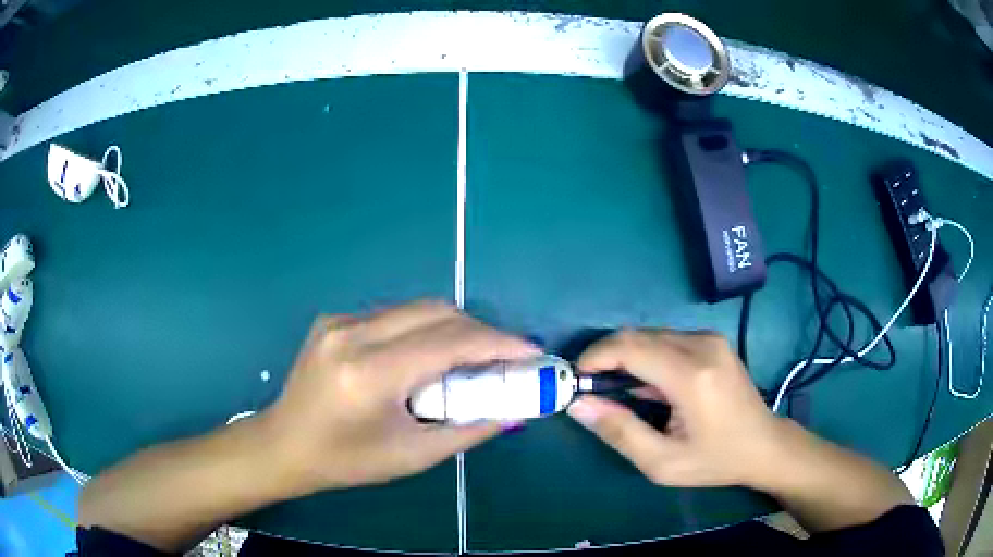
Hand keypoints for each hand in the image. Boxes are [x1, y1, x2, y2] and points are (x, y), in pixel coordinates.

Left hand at [262, 301, 539, 495]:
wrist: (284, 445)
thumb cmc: (346, 461)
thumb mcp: (412, 456)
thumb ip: (467, 430)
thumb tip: (510, 411)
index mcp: (369, 374)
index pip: (447, 343)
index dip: (497, 344)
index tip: (530, 351)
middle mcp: (352, 335)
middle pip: (436, 313)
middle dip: (480, 331)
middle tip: (505, 357)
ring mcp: (339, 321)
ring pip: (416, 309)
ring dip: (453, 328)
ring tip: (471, 359)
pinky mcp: (333, 320)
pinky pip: (393, 315)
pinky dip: (422, 330)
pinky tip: (426, 358)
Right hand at [567, 329, 785, 488]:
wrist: (764, 445)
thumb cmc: (715, 460)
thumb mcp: (662, 462)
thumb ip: (619, 431)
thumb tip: (578, 404)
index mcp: (692, 376)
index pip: (630, 347)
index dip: (596, 357)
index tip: (576, 378)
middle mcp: (702, 346)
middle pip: (638, 336)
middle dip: (607, 358)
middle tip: (592, 389)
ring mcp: (710, 340)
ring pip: (651, 335)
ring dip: (627, 357)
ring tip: (619, 391)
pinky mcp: (713, 341)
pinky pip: (667, 340)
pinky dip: (647, 357)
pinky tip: (649, 385)